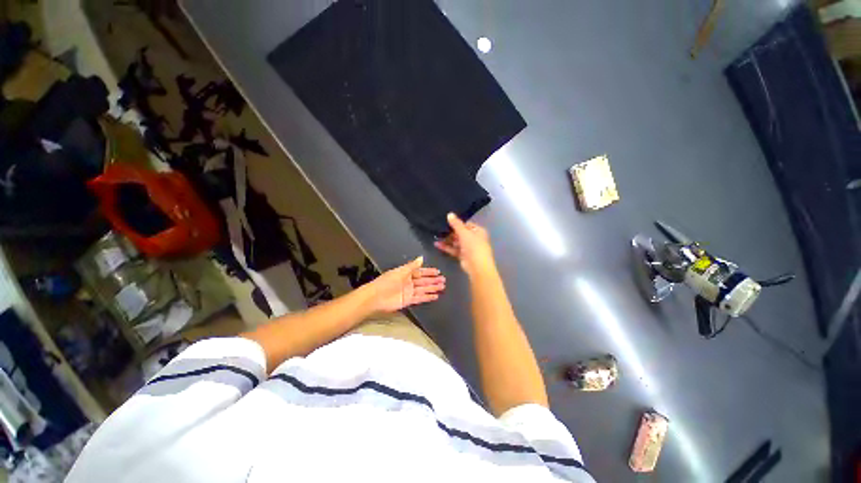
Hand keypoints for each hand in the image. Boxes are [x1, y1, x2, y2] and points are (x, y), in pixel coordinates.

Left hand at [365, 257, 445, 312]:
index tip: (438, 272)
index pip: (420, 272)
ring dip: (433, 288)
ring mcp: (409, 292)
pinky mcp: (408, 301)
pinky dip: (427, 297)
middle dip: (433, 280)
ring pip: (424, 289)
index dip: (429, 272)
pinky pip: (420, 298)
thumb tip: (421, 258)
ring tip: (443, 287)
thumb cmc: (387, 281)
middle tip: (444, 280)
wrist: (376, 297)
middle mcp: (409, 282)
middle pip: (424, 281)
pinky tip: (435, 296)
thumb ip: (412, 266)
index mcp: (406, 273)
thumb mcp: (401, 271)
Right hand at [434, 213, 495, 276]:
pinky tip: (437, 244)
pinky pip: (453, 249)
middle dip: (450, 232)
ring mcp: (468, 248)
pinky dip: (446, 247)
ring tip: (436, 236)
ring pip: (456, 242)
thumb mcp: (464, 233)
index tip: (446, 221)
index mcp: (478, 231)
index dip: (457, 223)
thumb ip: (456, 224)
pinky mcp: (462, 255)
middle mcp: (474, 238)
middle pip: (460, 233)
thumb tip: (449, 214)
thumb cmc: (473, 246)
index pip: (466, 224)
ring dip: (447, 239)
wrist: (477, 266)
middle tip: (439, 228)